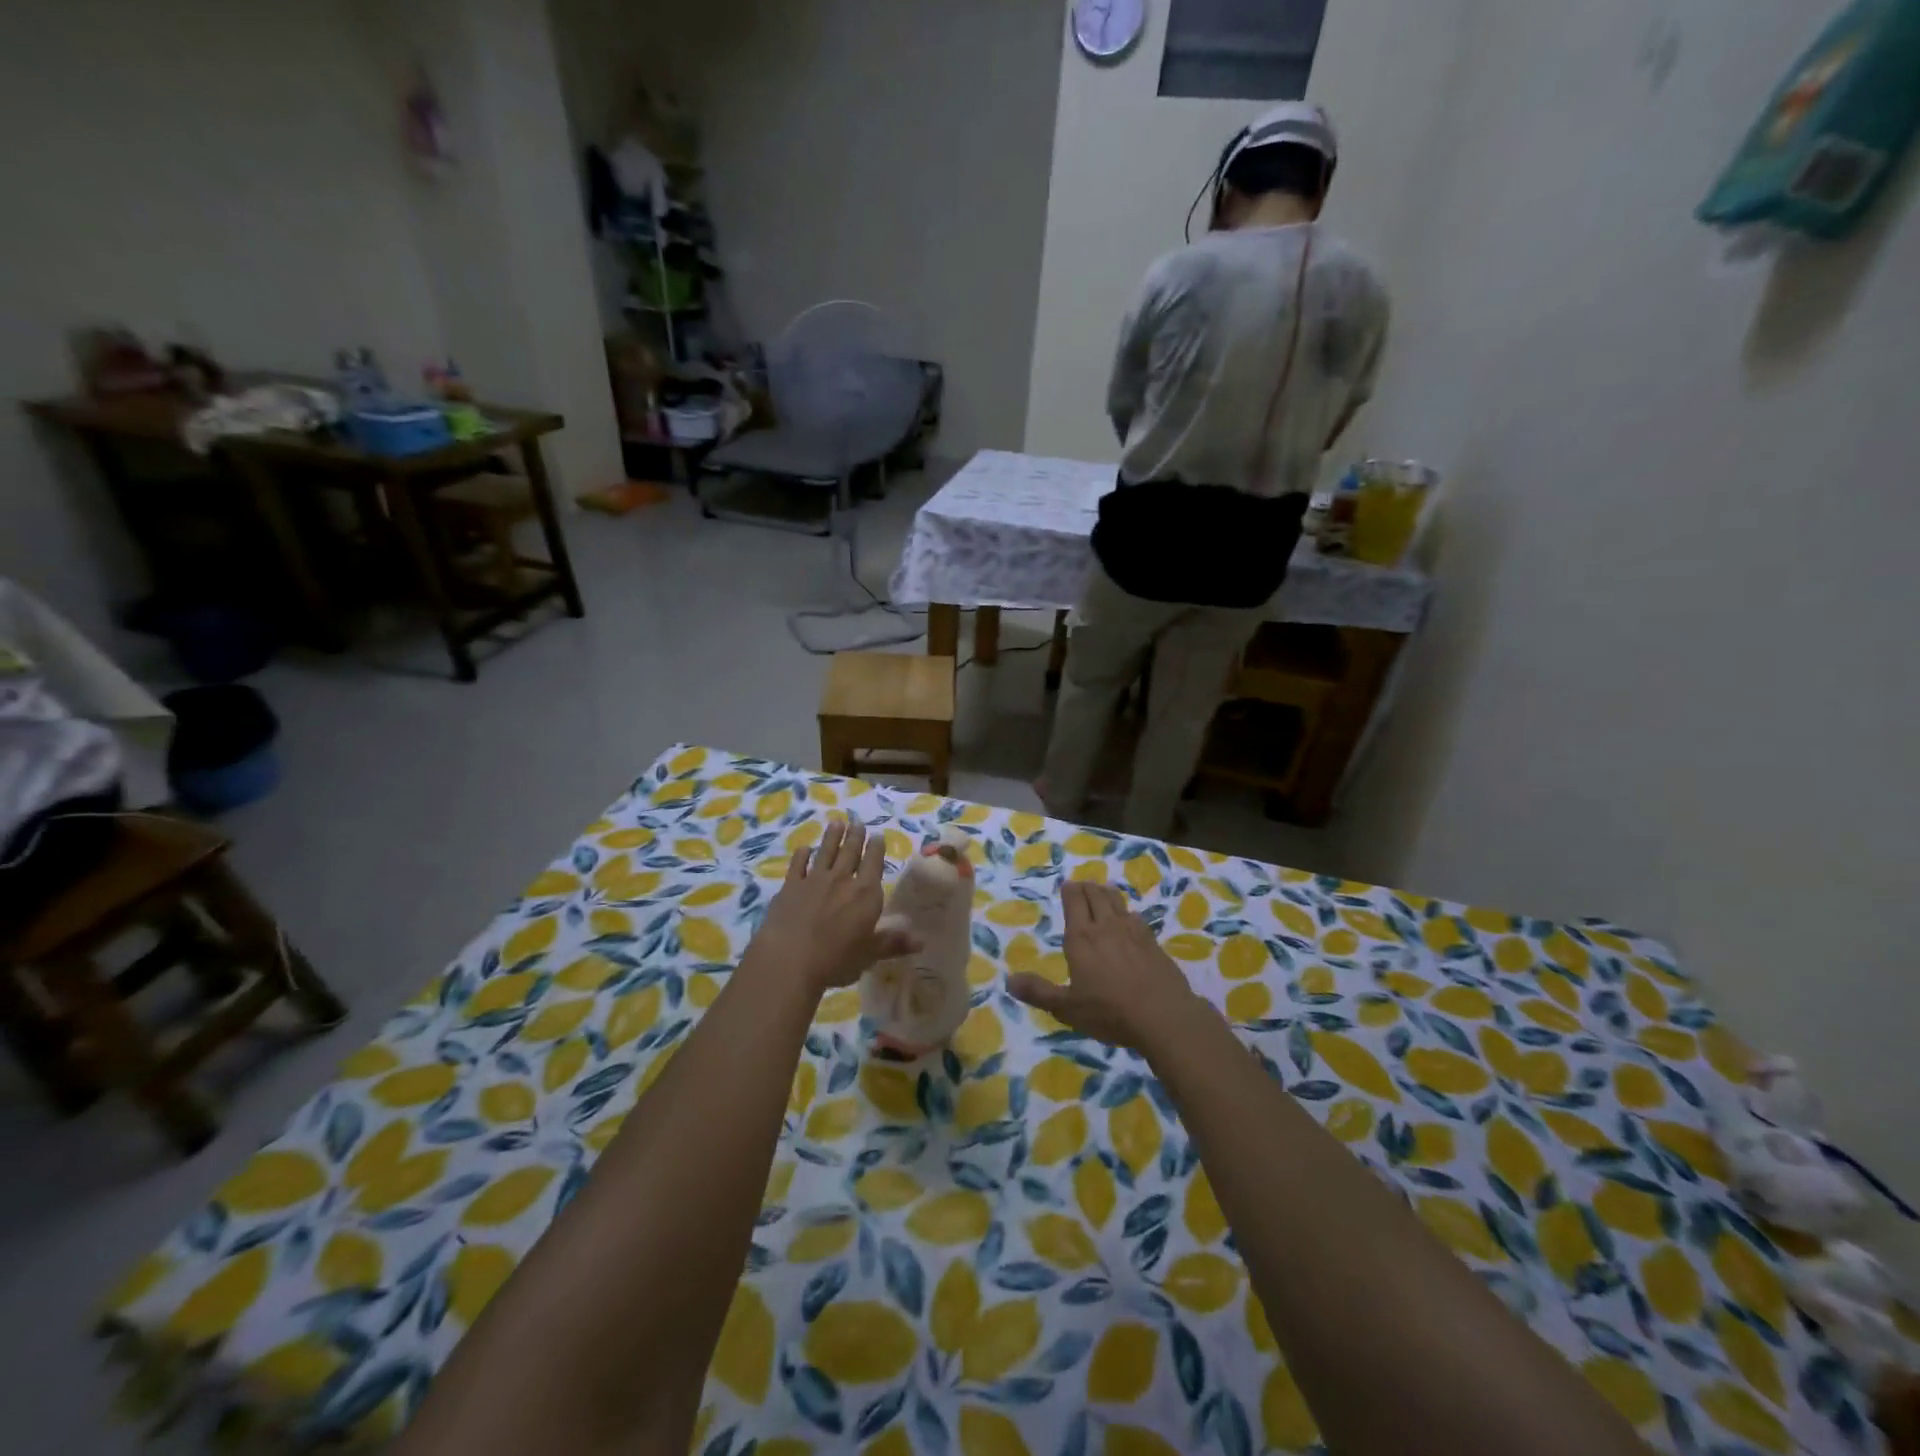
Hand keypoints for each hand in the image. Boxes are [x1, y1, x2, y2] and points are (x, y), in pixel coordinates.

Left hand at [746, 818, 917, 995]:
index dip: (876, 848)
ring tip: (836, 822)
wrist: (789, 958)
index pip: (874, 864)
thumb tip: (922, 941)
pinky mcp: (790, 887)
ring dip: (832, 837)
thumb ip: (893, 943)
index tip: (877, 835)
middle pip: (850, 852)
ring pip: (826, 852)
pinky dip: (801, 855)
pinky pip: (797, 865)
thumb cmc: (836, 959)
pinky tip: (804, 848)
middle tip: (857, 821)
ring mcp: (814, 881)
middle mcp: (842, 880)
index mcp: (866, 894)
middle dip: (855, 836)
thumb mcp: (870, 954)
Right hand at [1007, 882, 1197, 1051]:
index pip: (1074, 901)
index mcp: (1081, 938)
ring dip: (1107, 893)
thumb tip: (1009, 980)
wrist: (1163, 1015)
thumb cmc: (1109, 1011)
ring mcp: (1133, 931)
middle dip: (1087, 887)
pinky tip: (1129, 919)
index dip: (1070, 890)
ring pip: (1117, 901)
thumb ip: (1039, 992)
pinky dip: (1127, 912)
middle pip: (1096, 895)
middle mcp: (1106, 926)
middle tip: (1082, 886)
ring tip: (1103, 893)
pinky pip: (1136, 916)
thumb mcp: (1067, 1008)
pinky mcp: (1153, 942)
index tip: (1067, 885)